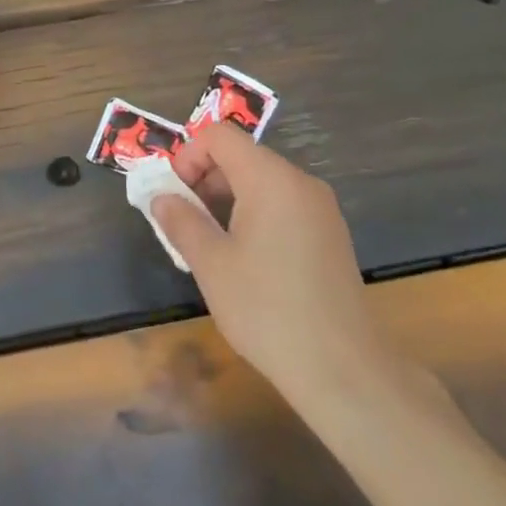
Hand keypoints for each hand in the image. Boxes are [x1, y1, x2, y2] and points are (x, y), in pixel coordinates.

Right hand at [154, 125, 397, 410]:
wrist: (343, 368)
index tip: (175, 196)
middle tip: (184, 222)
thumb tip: (162, 198)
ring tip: (210, 244)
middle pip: (242, 156)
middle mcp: (300, 182)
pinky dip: (254, 215)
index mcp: (271, 179)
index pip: (220, 136)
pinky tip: (245, 259)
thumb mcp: (211, 264)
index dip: (188, 156)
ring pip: (262, 182)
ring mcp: (320, 209)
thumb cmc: (267, 309)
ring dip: (227, 199)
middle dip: (205, 179)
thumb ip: (181, 222)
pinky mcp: (330, 235)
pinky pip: (283, 205)